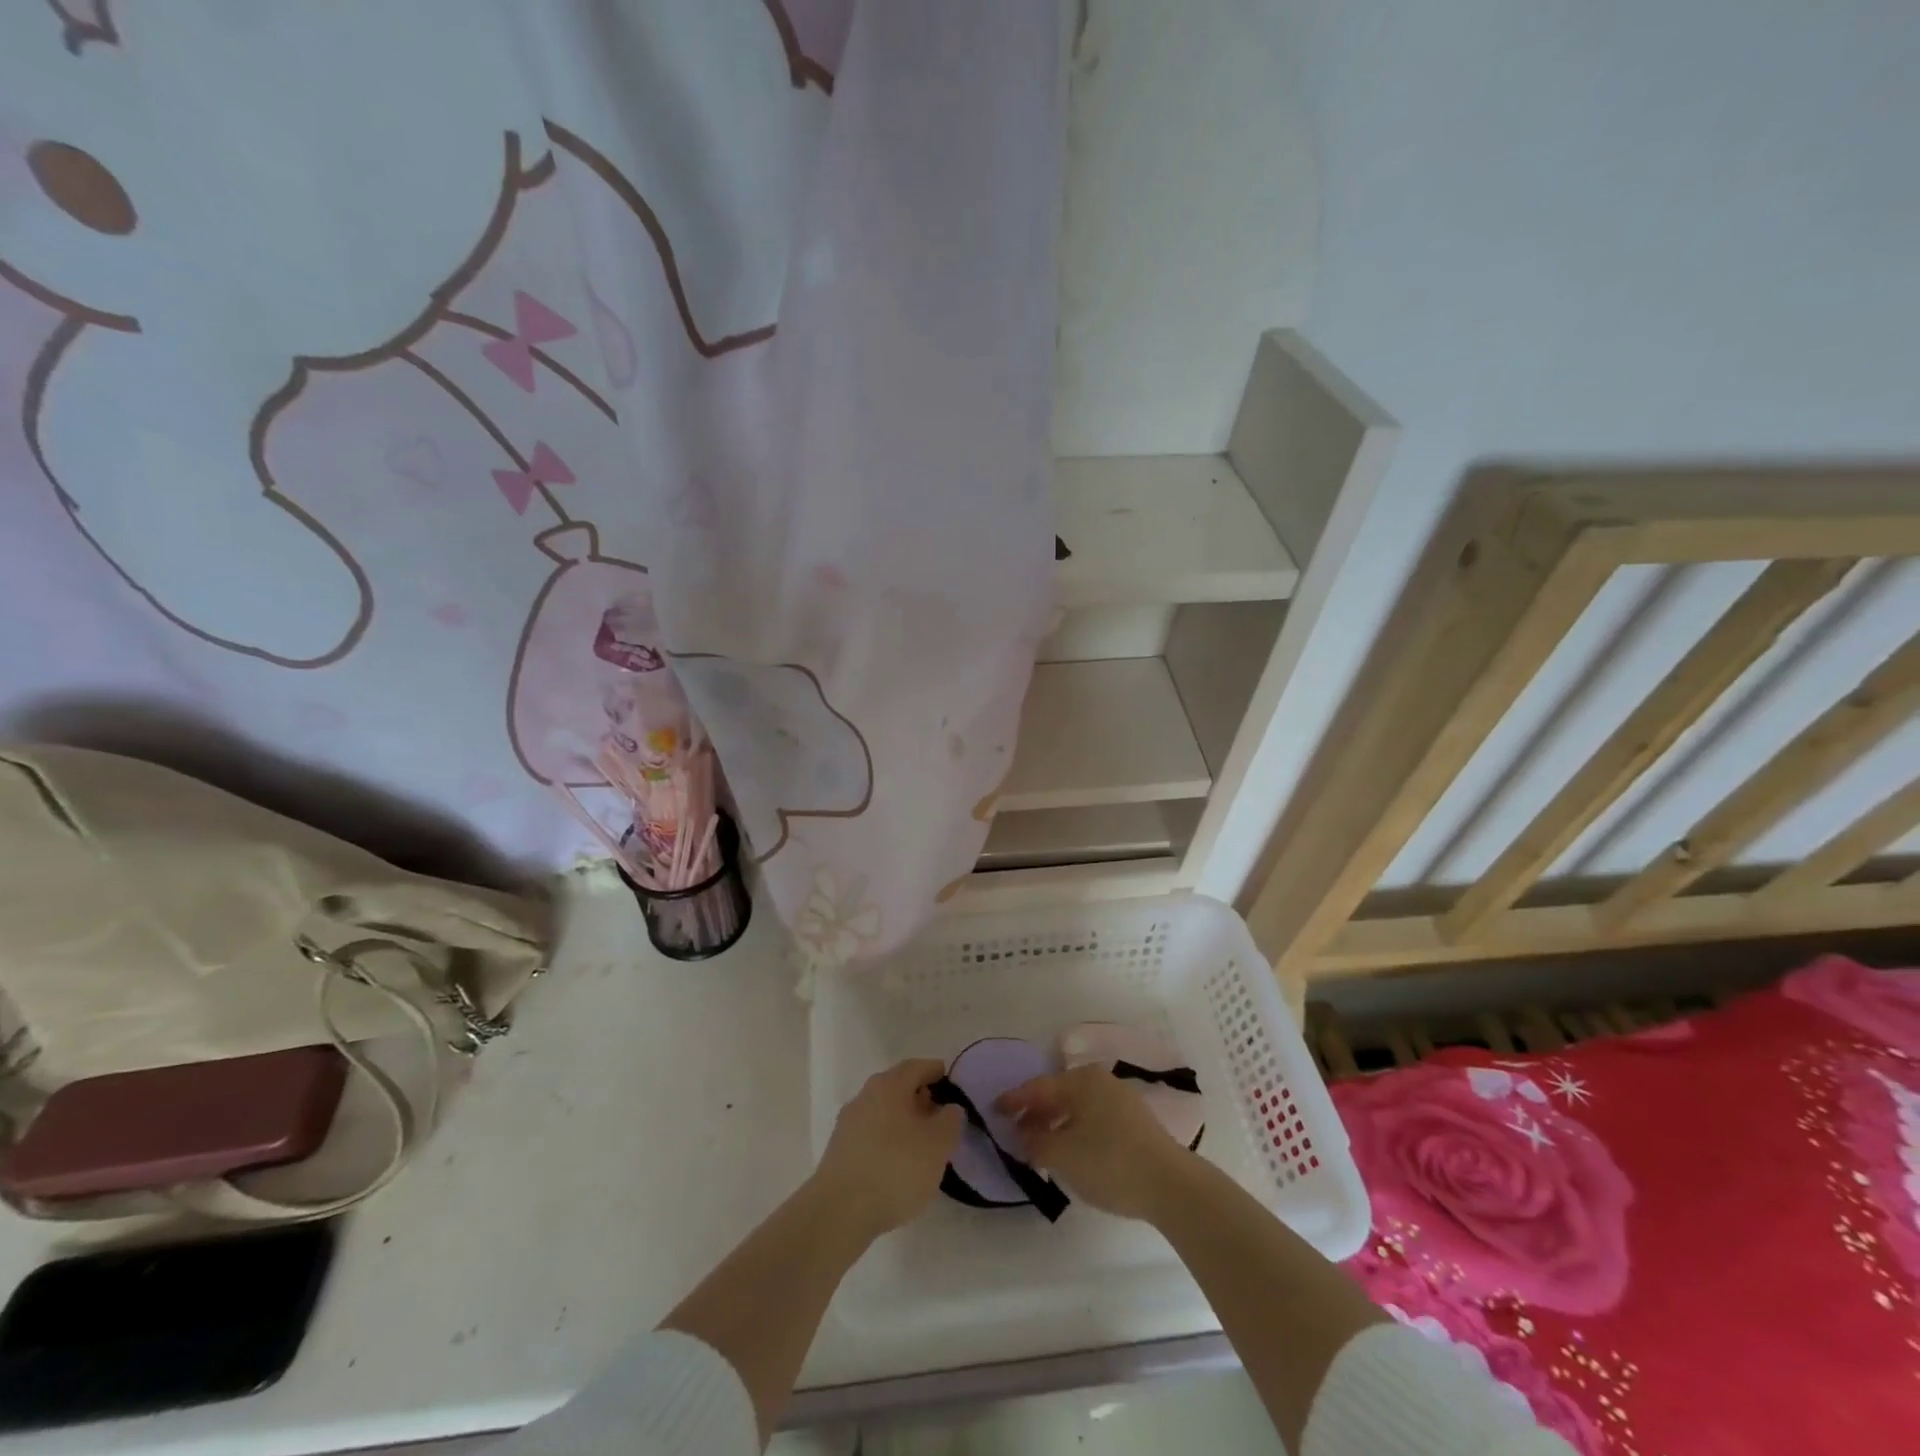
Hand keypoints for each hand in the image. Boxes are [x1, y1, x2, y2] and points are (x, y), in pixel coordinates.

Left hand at [813, 1058, 963, 1239]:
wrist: (839, 1213)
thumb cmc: (895, 1169)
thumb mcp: (937, 1145)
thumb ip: (950, 1121)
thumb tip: (949, 1108)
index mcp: (889, 1085)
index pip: (918, 1067)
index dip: (937, 1073)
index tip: (954, 1087)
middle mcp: (865, 1096)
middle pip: (899, 1088)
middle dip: (922, 1100)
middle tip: (942, 1120)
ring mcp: (848, 1124)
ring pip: (884, 1113)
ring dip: (905, 1124)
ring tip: (924, 1148)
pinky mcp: (839, 1152)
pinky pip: (872, 1136)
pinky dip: (889, 1143)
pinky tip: (899, 1167)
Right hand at [995, 1064, 1191, 1221]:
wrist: (1171, 1185)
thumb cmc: (1109, 1162)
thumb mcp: (1062, 1154)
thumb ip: (1035, 1141)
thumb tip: (1022, 1132)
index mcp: (1081, 1080)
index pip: (1038, 1087)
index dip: (1013, 1100)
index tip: (993, 1110)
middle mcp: (1100, 1082)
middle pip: (1058, 1094)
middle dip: (1034, 1113)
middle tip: (1015, 1132)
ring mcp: (1120, 1100)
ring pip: (1076, 1108)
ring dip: (1055, 1124)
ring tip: (1040, 1147)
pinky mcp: (1134, 1123)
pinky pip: (1092, 1119)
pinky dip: (1075, 1130)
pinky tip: (1071, 1152)